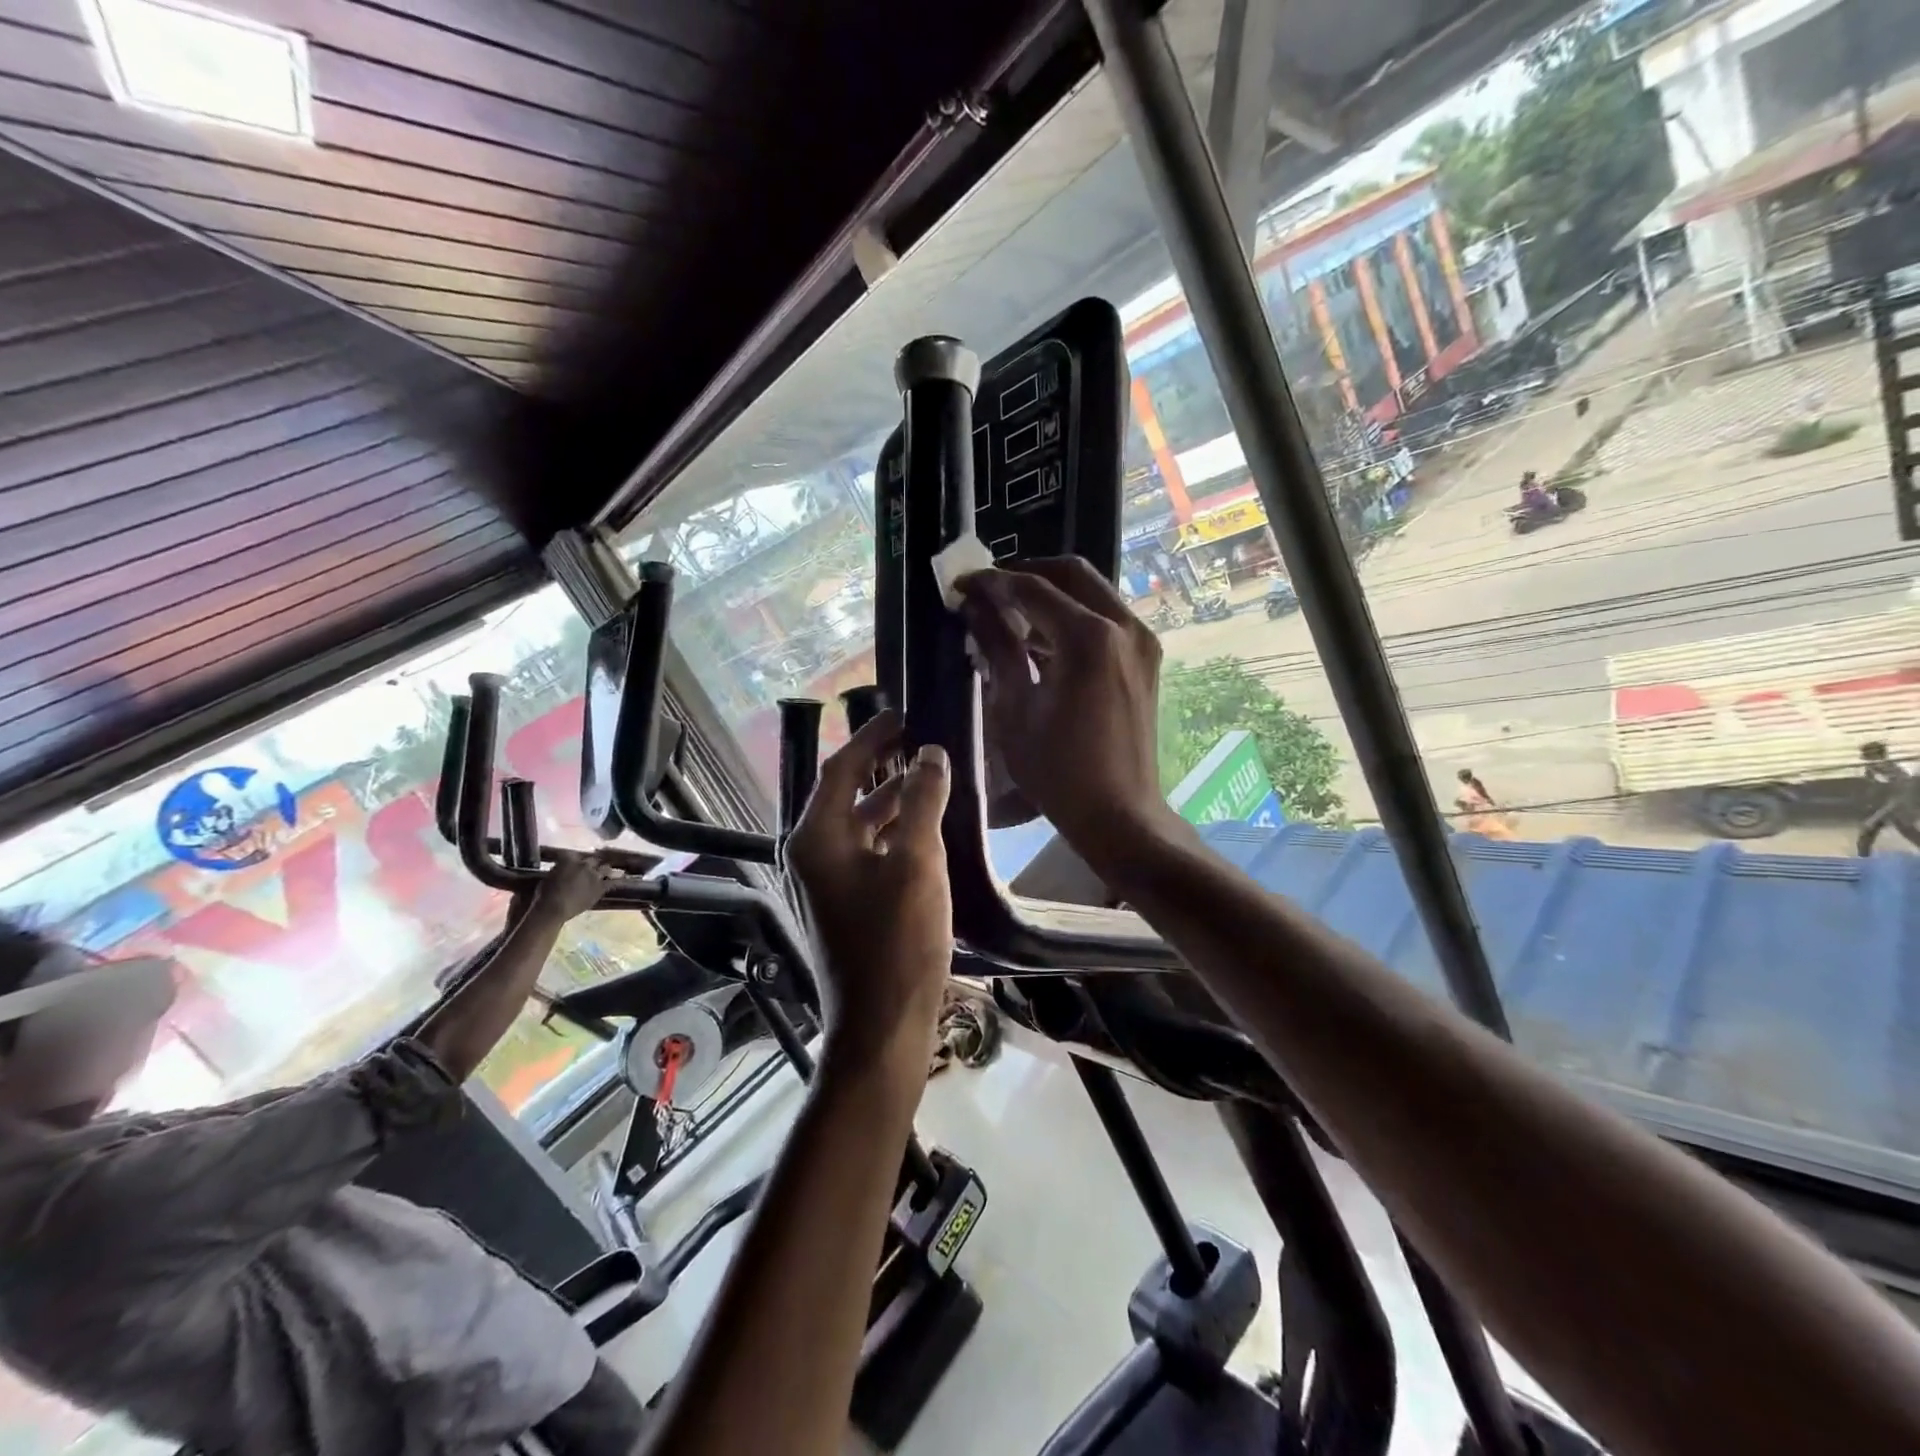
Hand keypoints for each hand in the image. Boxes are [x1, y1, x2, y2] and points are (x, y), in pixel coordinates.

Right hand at [529, 850, 622, 920]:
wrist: (554, 908)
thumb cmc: (544, 894)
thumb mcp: (548, 877)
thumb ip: (558, 869)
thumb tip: (562, 869)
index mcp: (568, 858)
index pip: (574, 854)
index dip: (575, 859)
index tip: (574, 862)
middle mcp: (584, 863)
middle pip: (592, 860)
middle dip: (591, 863)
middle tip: (590, 868)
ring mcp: (594, 875)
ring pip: (605, 868)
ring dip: (605, 870)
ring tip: (607, 871)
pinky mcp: (600, 887)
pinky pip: (613, 882)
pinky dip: (618, 880)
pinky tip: (623, 879)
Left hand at [787, 710, 952, 1061]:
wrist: (881, 1025)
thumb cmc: (897, 940)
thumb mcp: (916, 861)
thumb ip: (921, 801)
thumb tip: (930, 754)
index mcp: (816, 838)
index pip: (841, 769)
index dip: (872, 738)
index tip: (903, 716)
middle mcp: (811, 855)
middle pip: (848, 795)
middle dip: (884, 767)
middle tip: (923, 745)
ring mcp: (826, 884)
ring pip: (860, 825)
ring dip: (892, 801)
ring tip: (932, 780)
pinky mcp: (844, 906)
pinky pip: (867, 852)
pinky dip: (893, 834)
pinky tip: (926, 832)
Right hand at [957, 559, 1178, 857]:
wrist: (1118, 813)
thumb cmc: (1057, 770)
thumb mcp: (1014, 708)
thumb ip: (997, 647)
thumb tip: (975, 608)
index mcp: (1089, 638)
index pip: (1032, 589)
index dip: (992, 583)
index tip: (960, 585)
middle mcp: (1123, 626)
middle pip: (1070, 573)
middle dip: (1025, 575)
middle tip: (989, 593)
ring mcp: (1141, 640)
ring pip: (1091, 591)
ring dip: (1050, 595)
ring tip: (1009, 616)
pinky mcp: (1146, 658)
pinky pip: (1106, 617)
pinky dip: (1073, 616)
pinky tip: (1041, 640)